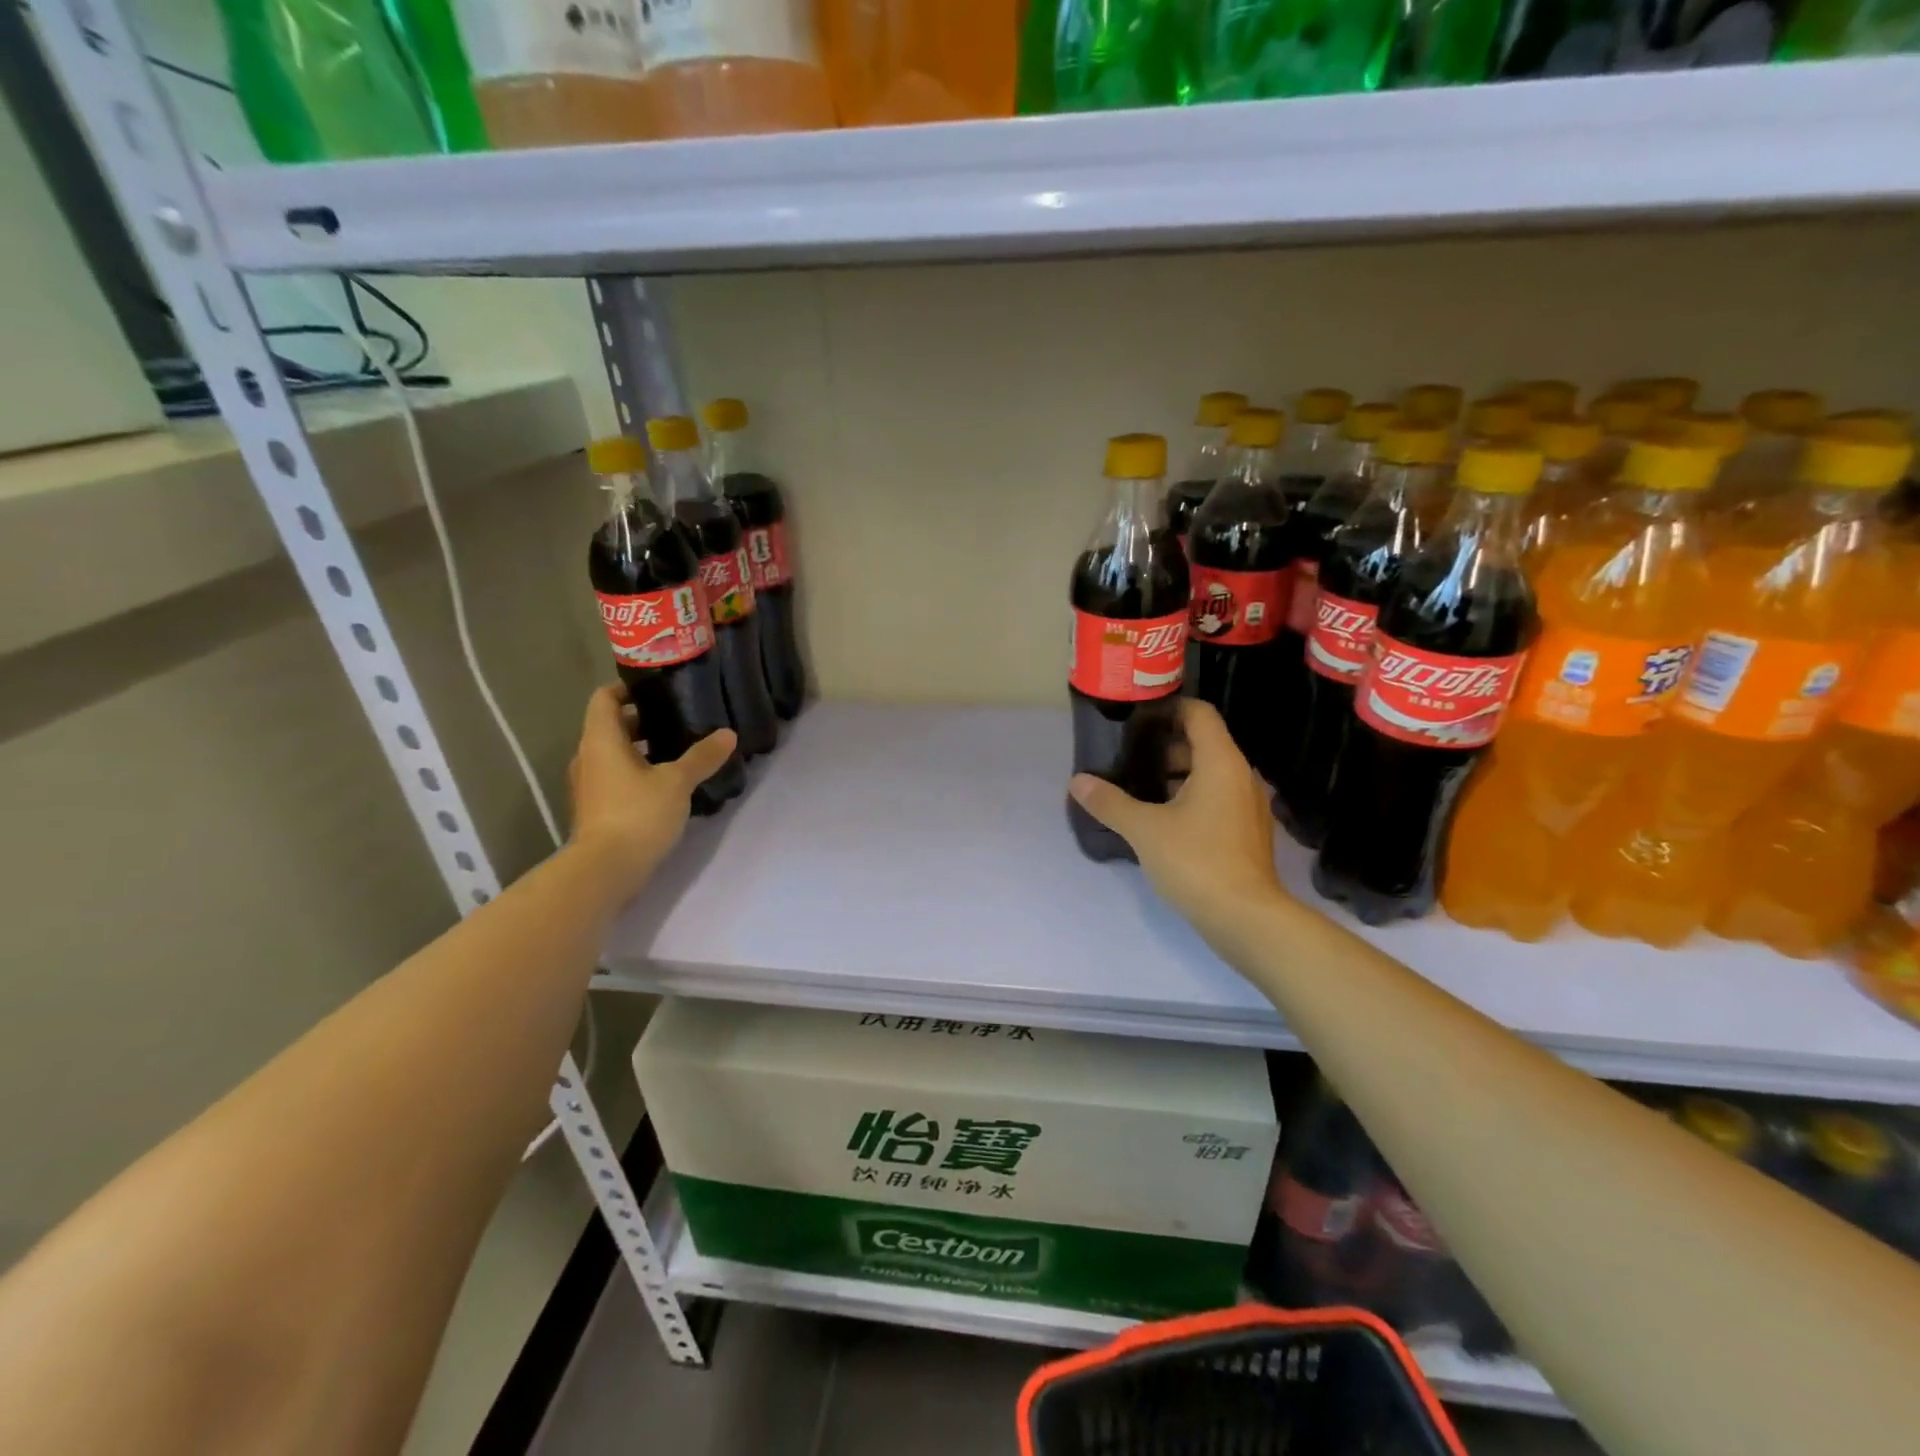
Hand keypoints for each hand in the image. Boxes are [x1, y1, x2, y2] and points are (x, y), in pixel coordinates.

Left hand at [567, 685, 736, 890]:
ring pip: (614, 755)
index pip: (605, 698)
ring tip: (679, 752)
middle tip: (679, 720)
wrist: (605, 870)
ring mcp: (589, 786)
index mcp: (601, 740)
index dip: (628, 689)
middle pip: (611, 726)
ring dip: (641, 750)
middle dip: (643, 721)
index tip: (658, 691)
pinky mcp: (596, 809)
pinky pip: (616, 779)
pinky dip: (637, 774)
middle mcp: (588, 757)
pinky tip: (667, 785)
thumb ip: (702, 756)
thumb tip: (727, 734)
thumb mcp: (677, 782)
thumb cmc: (637, 814)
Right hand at [1070, 699, 1285, 937]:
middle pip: (1205, 743)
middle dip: (1167, 745)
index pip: (1199, 714)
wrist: (1245, 918)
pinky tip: (1163, 818)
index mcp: (1221, 762)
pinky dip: (1192, 797)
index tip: (1137, 719)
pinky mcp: (1248, 832)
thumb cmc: (1196, 861)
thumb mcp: (1144, 829)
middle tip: (1129, 755)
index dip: (1169, 709)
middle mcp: (1241, 776)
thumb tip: (1077, 782)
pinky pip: (1218, 798)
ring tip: (1140, 786)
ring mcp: (1249, 805)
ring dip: (1179, 773)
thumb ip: (1110, 802)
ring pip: (1212, 773)